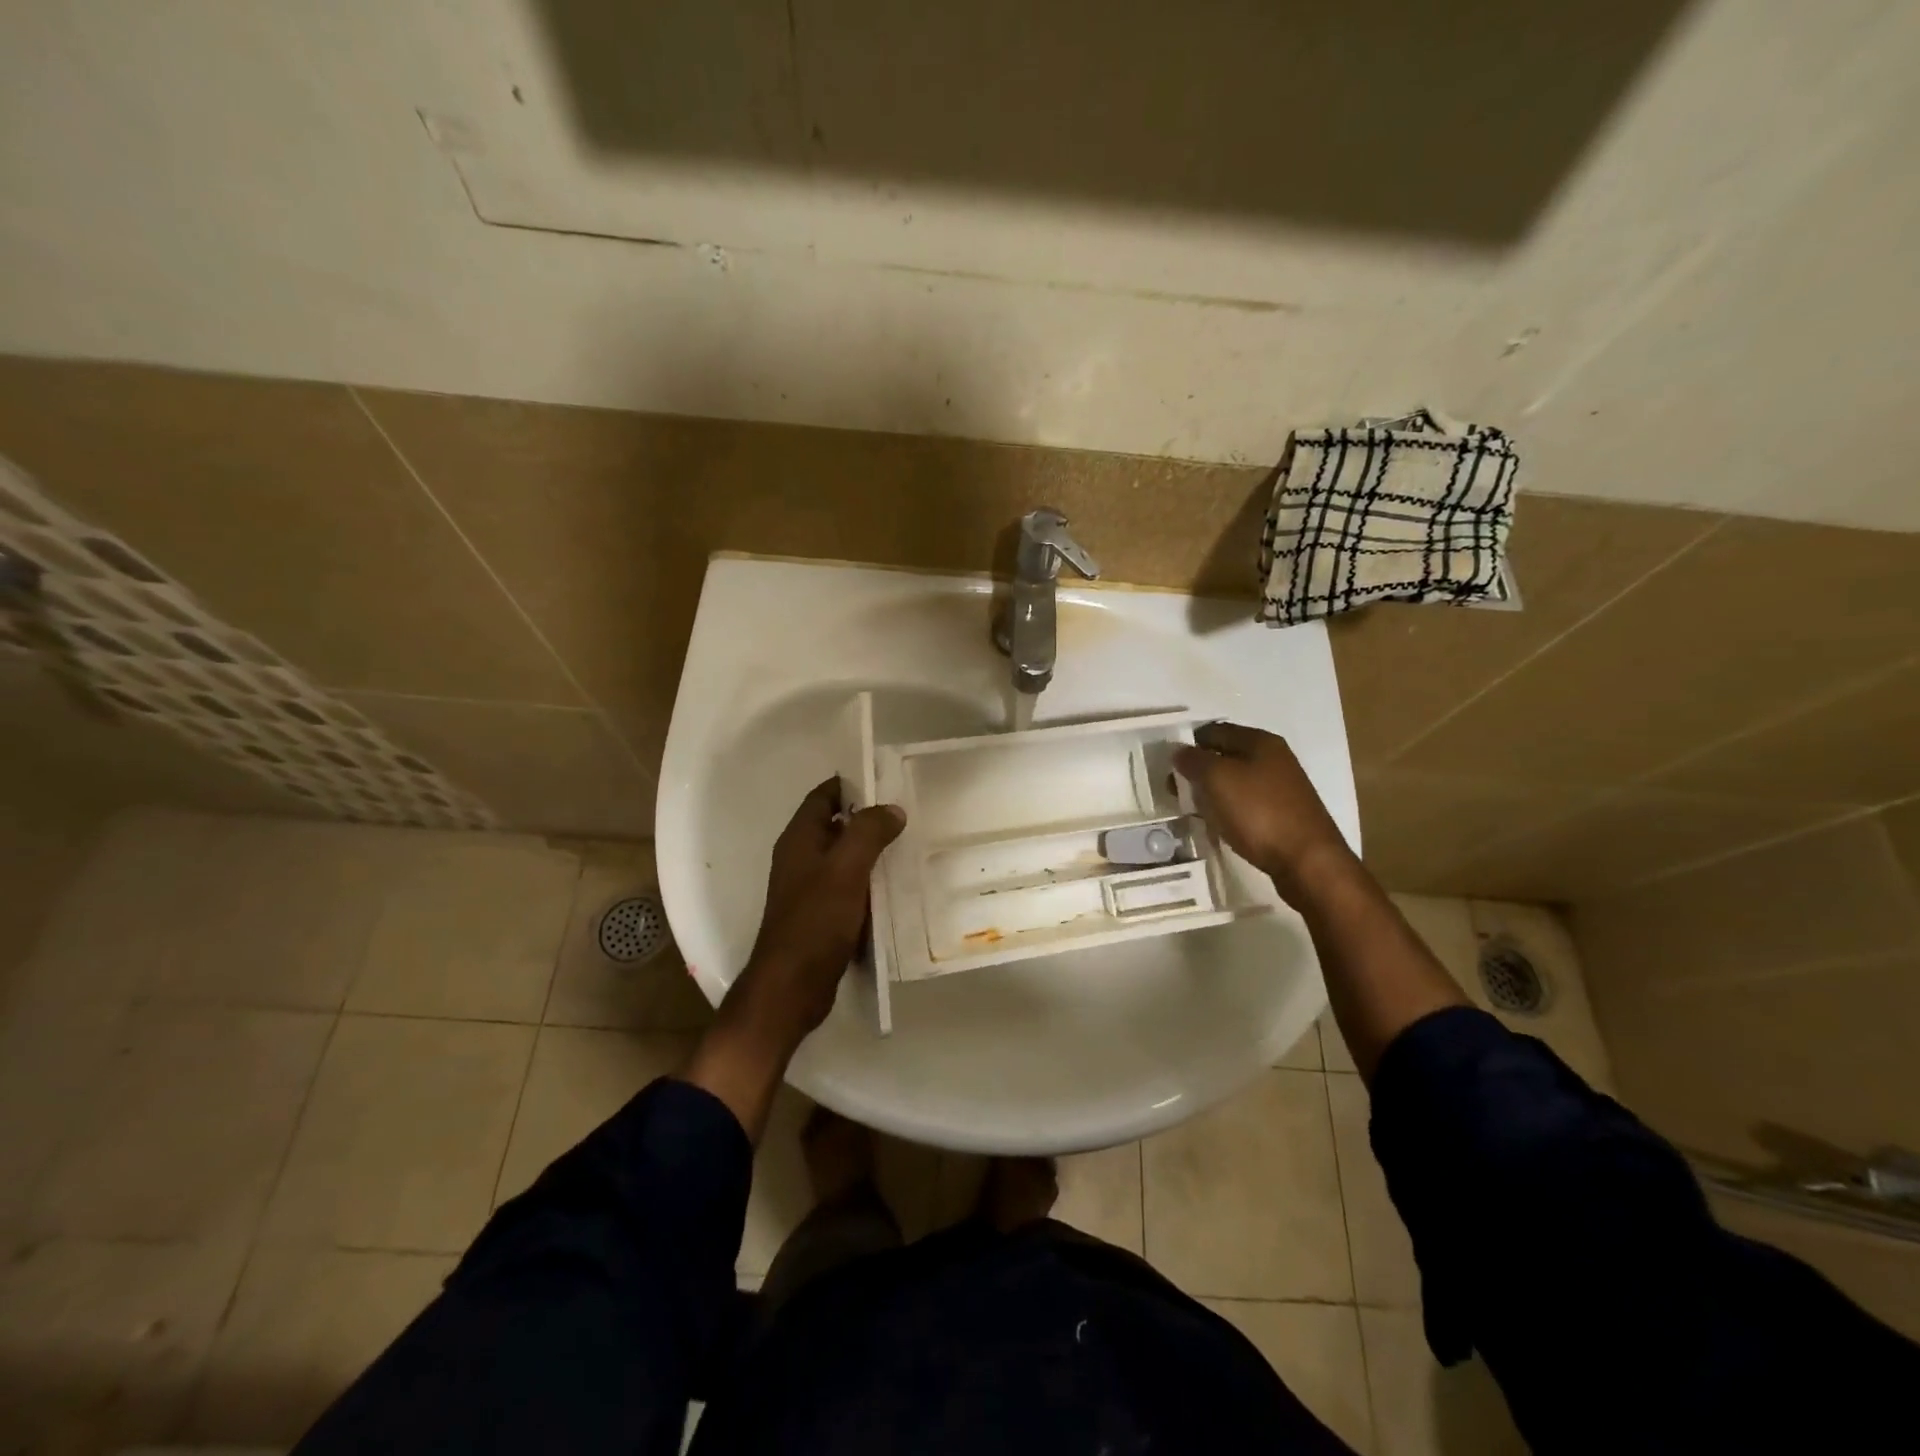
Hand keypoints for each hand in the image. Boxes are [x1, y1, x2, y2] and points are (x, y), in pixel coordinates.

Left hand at [729, 778, 905, 1052]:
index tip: (886, 782)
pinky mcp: (821, 916)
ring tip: (909, 847)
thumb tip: (892, 809)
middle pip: (836, 826)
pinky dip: (869, 882)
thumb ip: (868, 833)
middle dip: (868, 819)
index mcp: (799, 840)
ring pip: (844, 858)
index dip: (851, 785)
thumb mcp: (846, 869)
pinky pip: (848, 887)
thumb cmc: (815, 921)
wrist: (792, 986)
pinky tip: (896, 887)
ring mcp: (809, 889)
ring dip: (871, 852)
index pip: (823, 797)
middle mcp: (801, 859)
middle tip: (907, 816)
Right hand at [1173, 722, 1355, 904]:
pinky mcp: (1282, 814)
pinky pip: (1245, 804)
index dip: (1189, 743)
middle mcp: (1274, 759)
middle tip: (1175, 790)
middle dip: (1198, 770)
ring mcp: (1280, 788)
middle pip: (1225, 756)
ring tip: (1192, 809)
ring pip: (1234, 782)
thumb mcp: (1218, 779)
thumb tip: (1179, 751)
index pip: (1214, 731)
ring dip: (1211, 792)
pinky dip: (1227, 810)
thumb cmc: (1259, 812)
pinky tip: (1217, 824)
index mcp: (1260, 741)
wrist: (1307, 861)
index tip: (1168, 764)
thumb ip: (1194, 760)